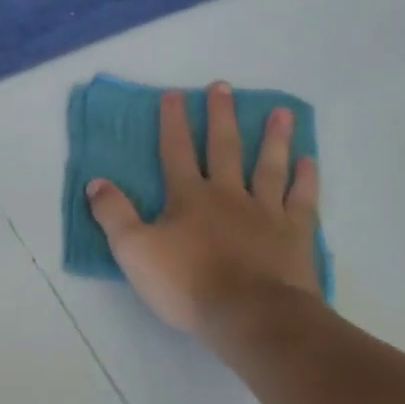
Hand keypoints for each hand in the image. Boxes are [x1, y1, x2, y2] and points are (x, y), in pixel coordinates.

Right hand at [86, 84, 322, 337]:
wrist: (251, 317)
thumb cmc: (187, 284)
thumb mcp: (133, 251)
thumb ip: (113, 214)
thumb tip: (96, 182)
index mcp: (188, 197)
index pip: (176, 151)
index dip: (173, 121)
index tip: (174, 94)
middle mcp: (228, 194)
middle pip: (224, 147)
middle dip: (221, 116)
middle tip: (223, 86)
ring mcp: (265, 212)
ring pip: (268, 165)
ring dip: (273, 137)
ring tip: (280, 112)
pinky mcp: (295, 234)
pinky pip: (301, 199)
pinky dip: (305, 178)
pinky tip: (308, 160)